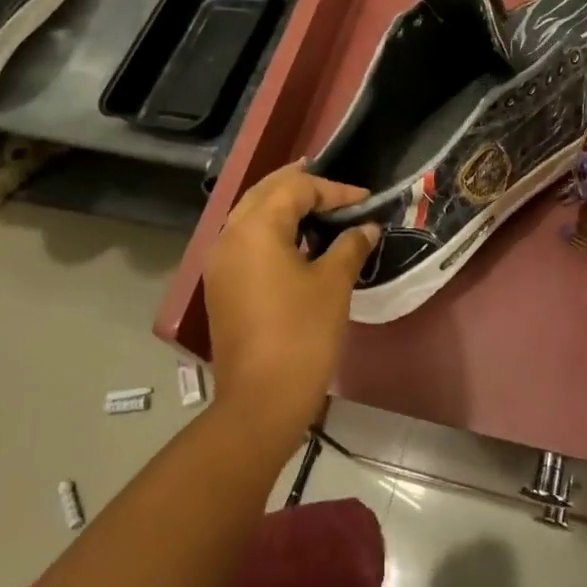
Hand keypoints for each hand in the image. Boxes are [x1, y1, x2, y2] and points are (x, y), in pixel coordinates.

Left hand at [202, 164, 380, 440]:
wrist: (262, 400)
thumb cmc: (302, 334)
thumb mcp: (333, 283)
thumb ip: (350, 245)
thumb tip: (366, 228)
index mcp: (255, 228)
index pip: (296, 189)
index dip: (334, 190)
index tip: (365, 200)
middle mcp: (229, 236)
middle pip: (265, 192)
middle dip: (300, 185)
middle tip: (334, 185)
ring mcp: (220, 262)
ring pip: (251, 215)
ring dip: (283, 206)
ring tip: (318, 206)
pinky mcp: (221, 286)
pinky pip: (245, 240)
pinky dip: (271, 229)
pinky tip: (297, 241)